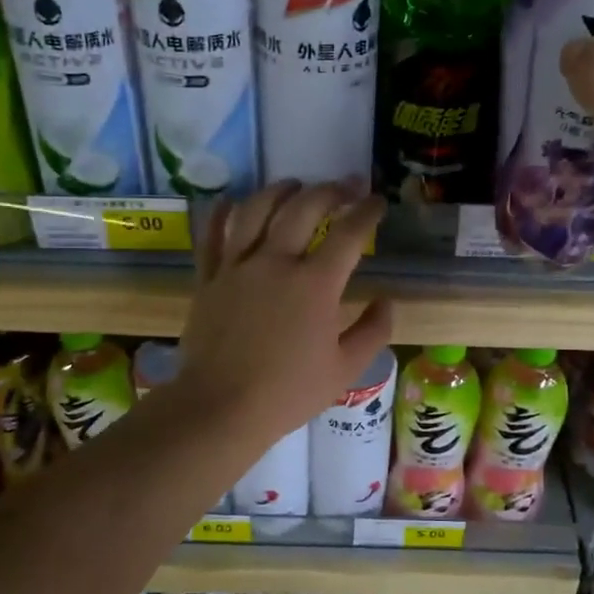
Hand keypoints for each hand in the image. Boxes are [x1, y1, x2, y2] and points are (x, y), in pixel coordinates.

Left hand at [177, 181, 394, 445]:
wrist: (220, 408)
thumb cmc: (288, 393)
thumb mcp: (345, 370)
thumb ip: (373, 331)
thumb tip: (386, 301)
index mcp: (315, 285)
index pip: (348, 233)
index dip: (367, 211)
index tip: (377, 202)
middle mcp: (275, 263)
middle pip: (303, 208)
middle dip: (330, 190)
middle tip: (345, 187)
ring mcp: (236, 267)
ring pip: (256, 210)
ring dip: (279, 191)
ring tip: (294, 185)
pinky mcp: (208, 279)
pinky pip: (212, 235)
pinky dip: (222, 212)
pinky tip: (232, 200)